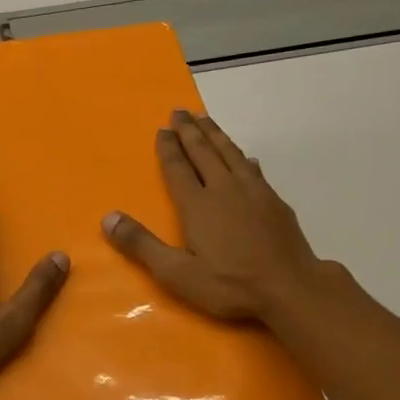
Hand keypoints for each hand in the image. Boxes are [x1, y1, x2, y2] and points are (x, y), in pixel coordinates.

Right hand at [103, 110, 328, 323]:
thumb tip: (108, 217)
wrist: (291, 288)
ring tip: (205, 119)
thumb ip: (142, 244)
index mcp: (198, 205)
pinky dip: (244, 158)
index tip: (162, 128)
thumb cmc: (229, 284)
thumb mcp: (177, 273)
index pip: (178, 168)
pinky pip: (254, 169)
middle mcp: (224, 189)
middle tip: (179, 111)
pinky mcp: (275, 202)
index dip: (168, 148)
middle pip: (204, 152)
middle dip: (189, 131)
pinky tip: (247, 158)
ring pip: (231, 153)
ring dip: (216, 135)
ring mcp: (254, 193)